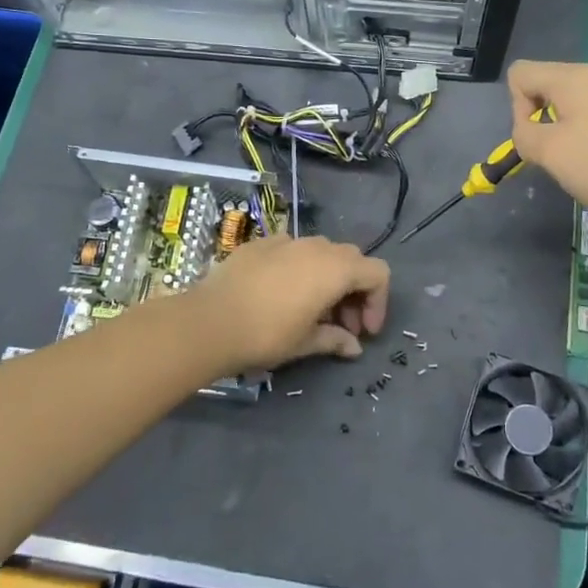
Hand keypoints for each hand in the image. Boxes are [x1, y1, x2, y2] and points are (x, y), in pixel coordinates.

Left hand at [190, 235, 389, 374]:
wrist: (209, 321)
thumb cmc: (266, 334)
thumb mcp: (306, 342)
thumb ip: (335, 340)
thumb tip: (353, 347)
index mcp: (336, 268)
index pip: (377, 273)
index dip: (378, 302)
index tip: (364, 331)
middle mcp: (316, 246)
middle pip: (351, 260)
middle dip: (354, 291)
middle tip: (342, 325)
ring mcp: (286, 240)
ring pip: (321, 252)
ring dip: (328, 278)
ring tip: (312, 310)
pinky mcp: (260, 243)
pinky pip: (292, 251)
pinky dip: (298, 269)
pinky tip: (280, 295)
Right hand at [508, 60, 587, 233]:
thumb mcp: (549, 155)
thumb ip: (524, 134)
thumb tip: (527, 128)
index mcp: (574, 79)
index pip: (522, 73)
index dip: (516, 106)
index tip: (536, 138)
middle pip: (554, 85)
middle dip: (547, 117)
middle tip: (560, 155)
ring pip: (587, 102)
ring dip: (577, 126)